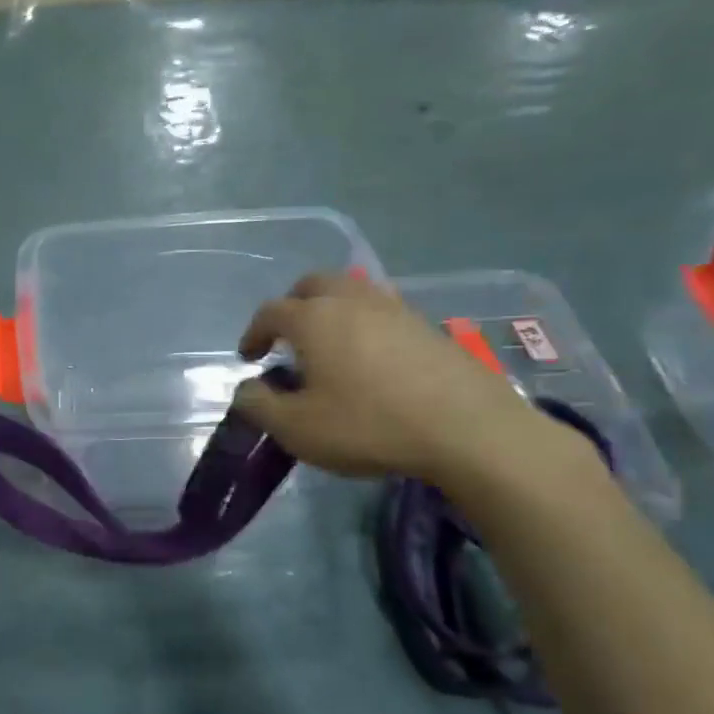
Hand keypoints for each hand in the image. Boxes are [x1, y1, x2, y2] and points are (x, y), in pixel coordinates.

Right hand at [232, 273, 586, 489]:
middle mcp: (351, 301)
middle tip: (288, 338)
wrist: (467, 429)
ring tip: (329, 346)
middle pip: (313, 284)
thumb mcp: (297, 428)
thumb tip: (246, 389)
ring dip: (330, 311)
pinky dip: (363, 324)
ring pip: (351, 292)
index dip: (253, 333)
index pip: (270, 312)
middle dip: (292, 305)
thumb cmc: (368, 424)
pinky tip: (369, 358)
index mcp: (313, 319)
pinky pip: (381, 311)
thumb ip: (259, 405)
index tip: (249, 358)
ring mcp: (394, 309)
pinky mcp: (427, 326)